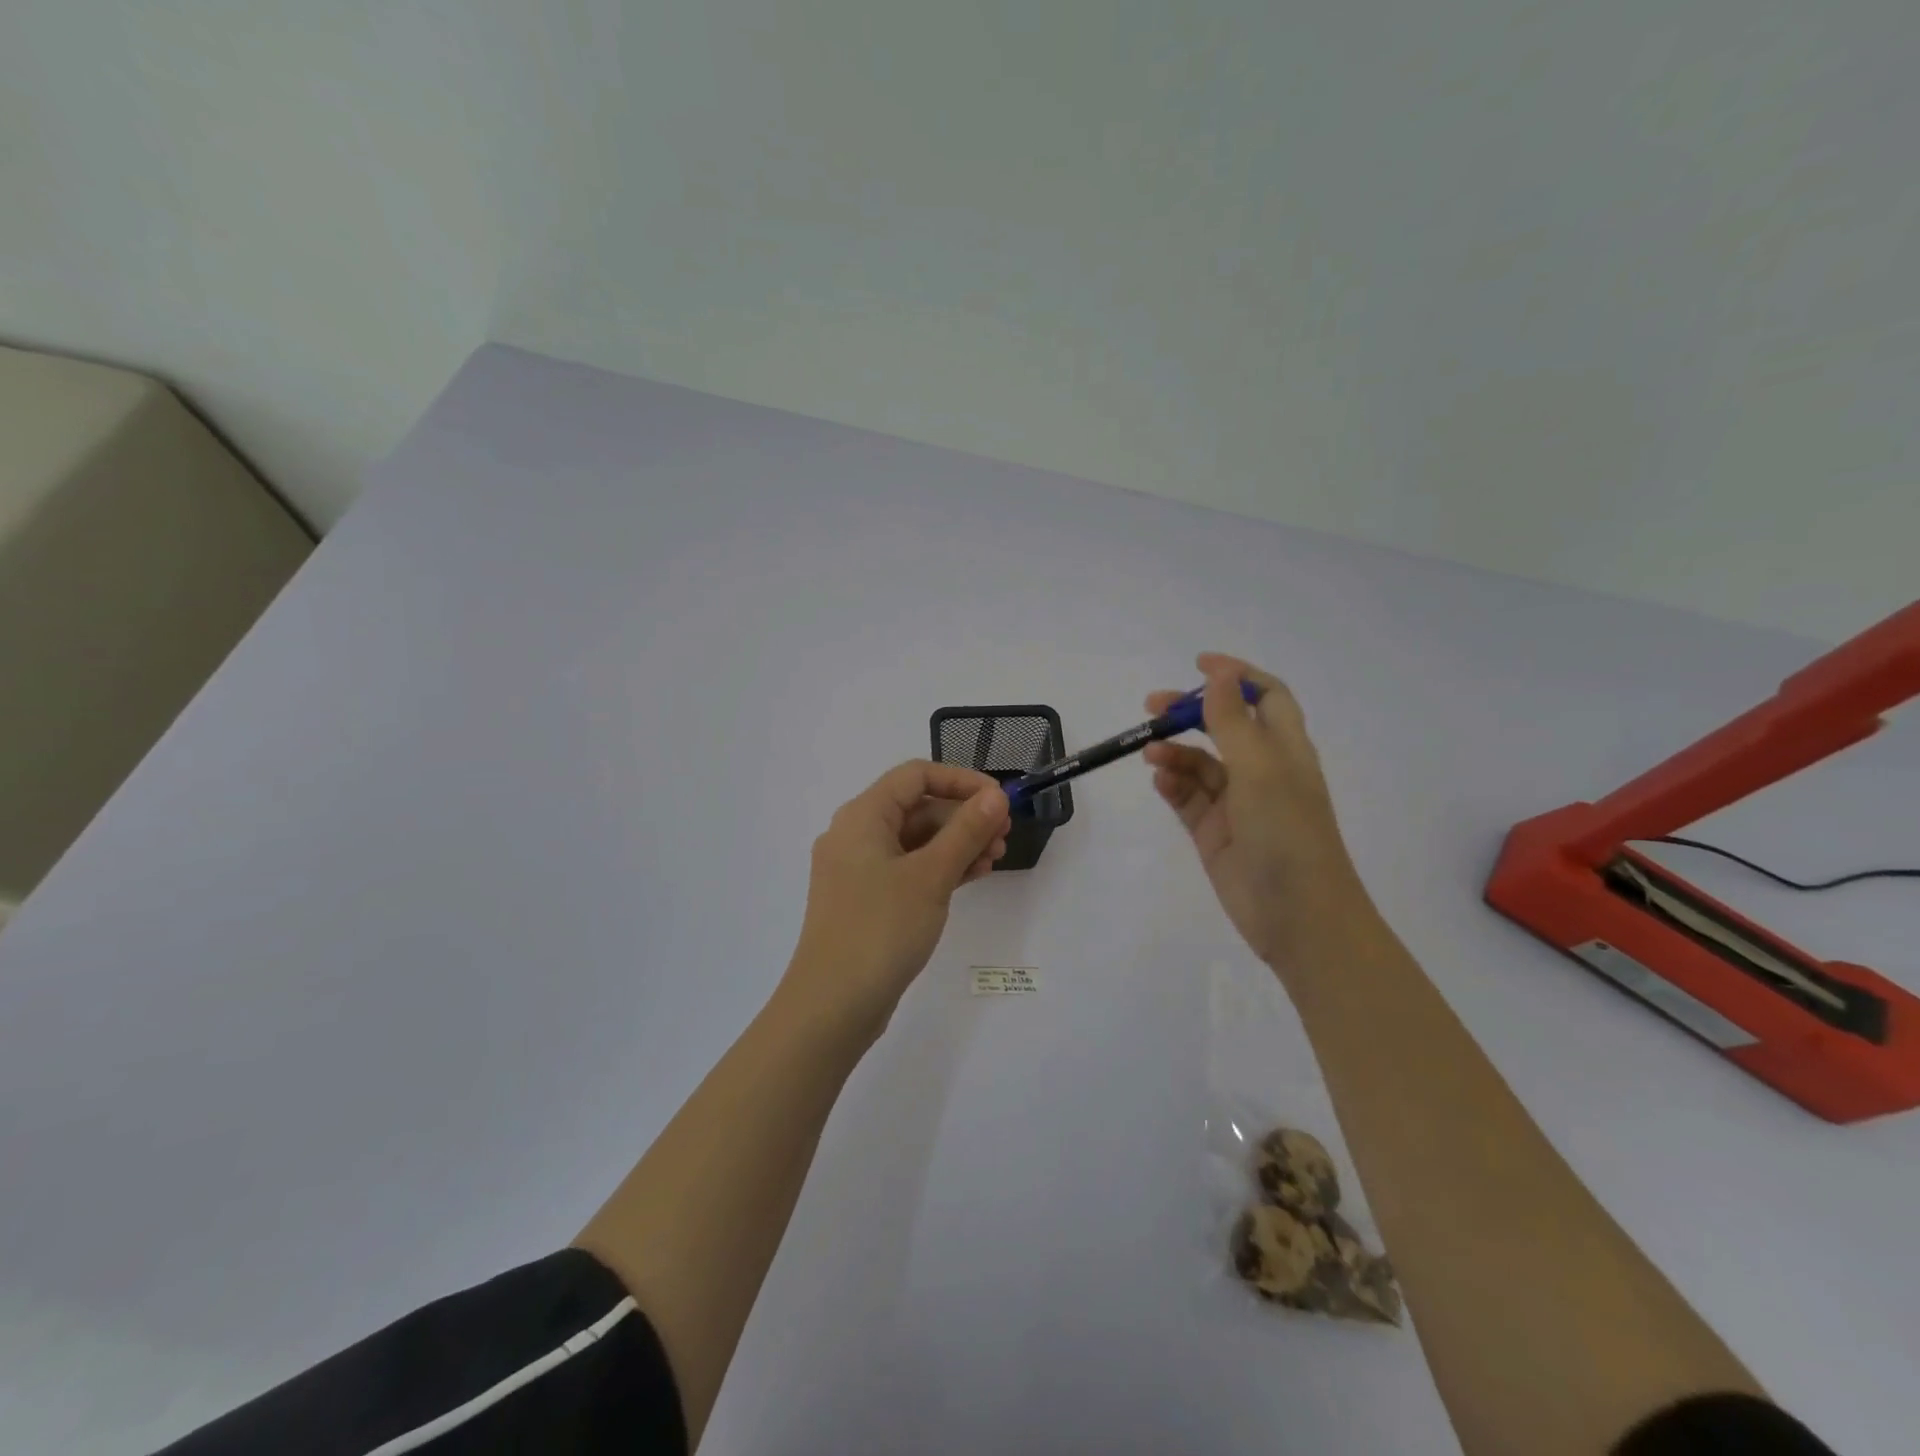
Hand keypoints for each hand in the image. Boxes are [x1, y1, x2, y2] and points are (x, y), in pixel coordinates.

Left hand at [783, 761, 1011, 1031]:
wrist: (832, 1006)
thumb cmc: (881, 929)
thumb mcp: (931, 876)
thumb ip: (966, 831)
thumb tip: (996, 797)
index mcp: (862, 816)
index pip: (916, 775)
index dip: (962, 780)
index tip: (999, 801)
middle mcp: (855, 834)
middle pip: (916, 807)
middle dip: (963, 816)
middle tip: (1004, 837)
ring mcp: (858, 869)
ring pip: (914, 840)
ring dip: (956, 844)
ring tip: (994, 860)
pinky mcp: (865, 899)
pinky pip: (907, 868)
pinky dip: (938, 868)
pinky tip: (972, 877)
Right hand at [1143, 653, 1364, 967]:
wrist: (1298, 916)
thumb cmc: (1287, 833)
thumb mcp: (1260, 769)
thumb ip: (1233, 720)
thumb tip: (1220, 671)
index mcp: (1285, 749)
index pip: (1265, 697)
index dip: (1236, 676)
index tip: (1198, 664)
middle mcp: (1262, 771)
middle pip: (1223, 727)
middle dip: (1190, 713)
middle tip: (1153, 707)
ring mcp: (1236, 803)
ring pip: (1199, 763)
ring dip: (1175, 751)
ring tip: (1151, 753)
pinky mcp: (1213, 832)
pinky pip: (1187, 797)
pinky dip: (1172, 784)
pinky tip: (1160, 780)